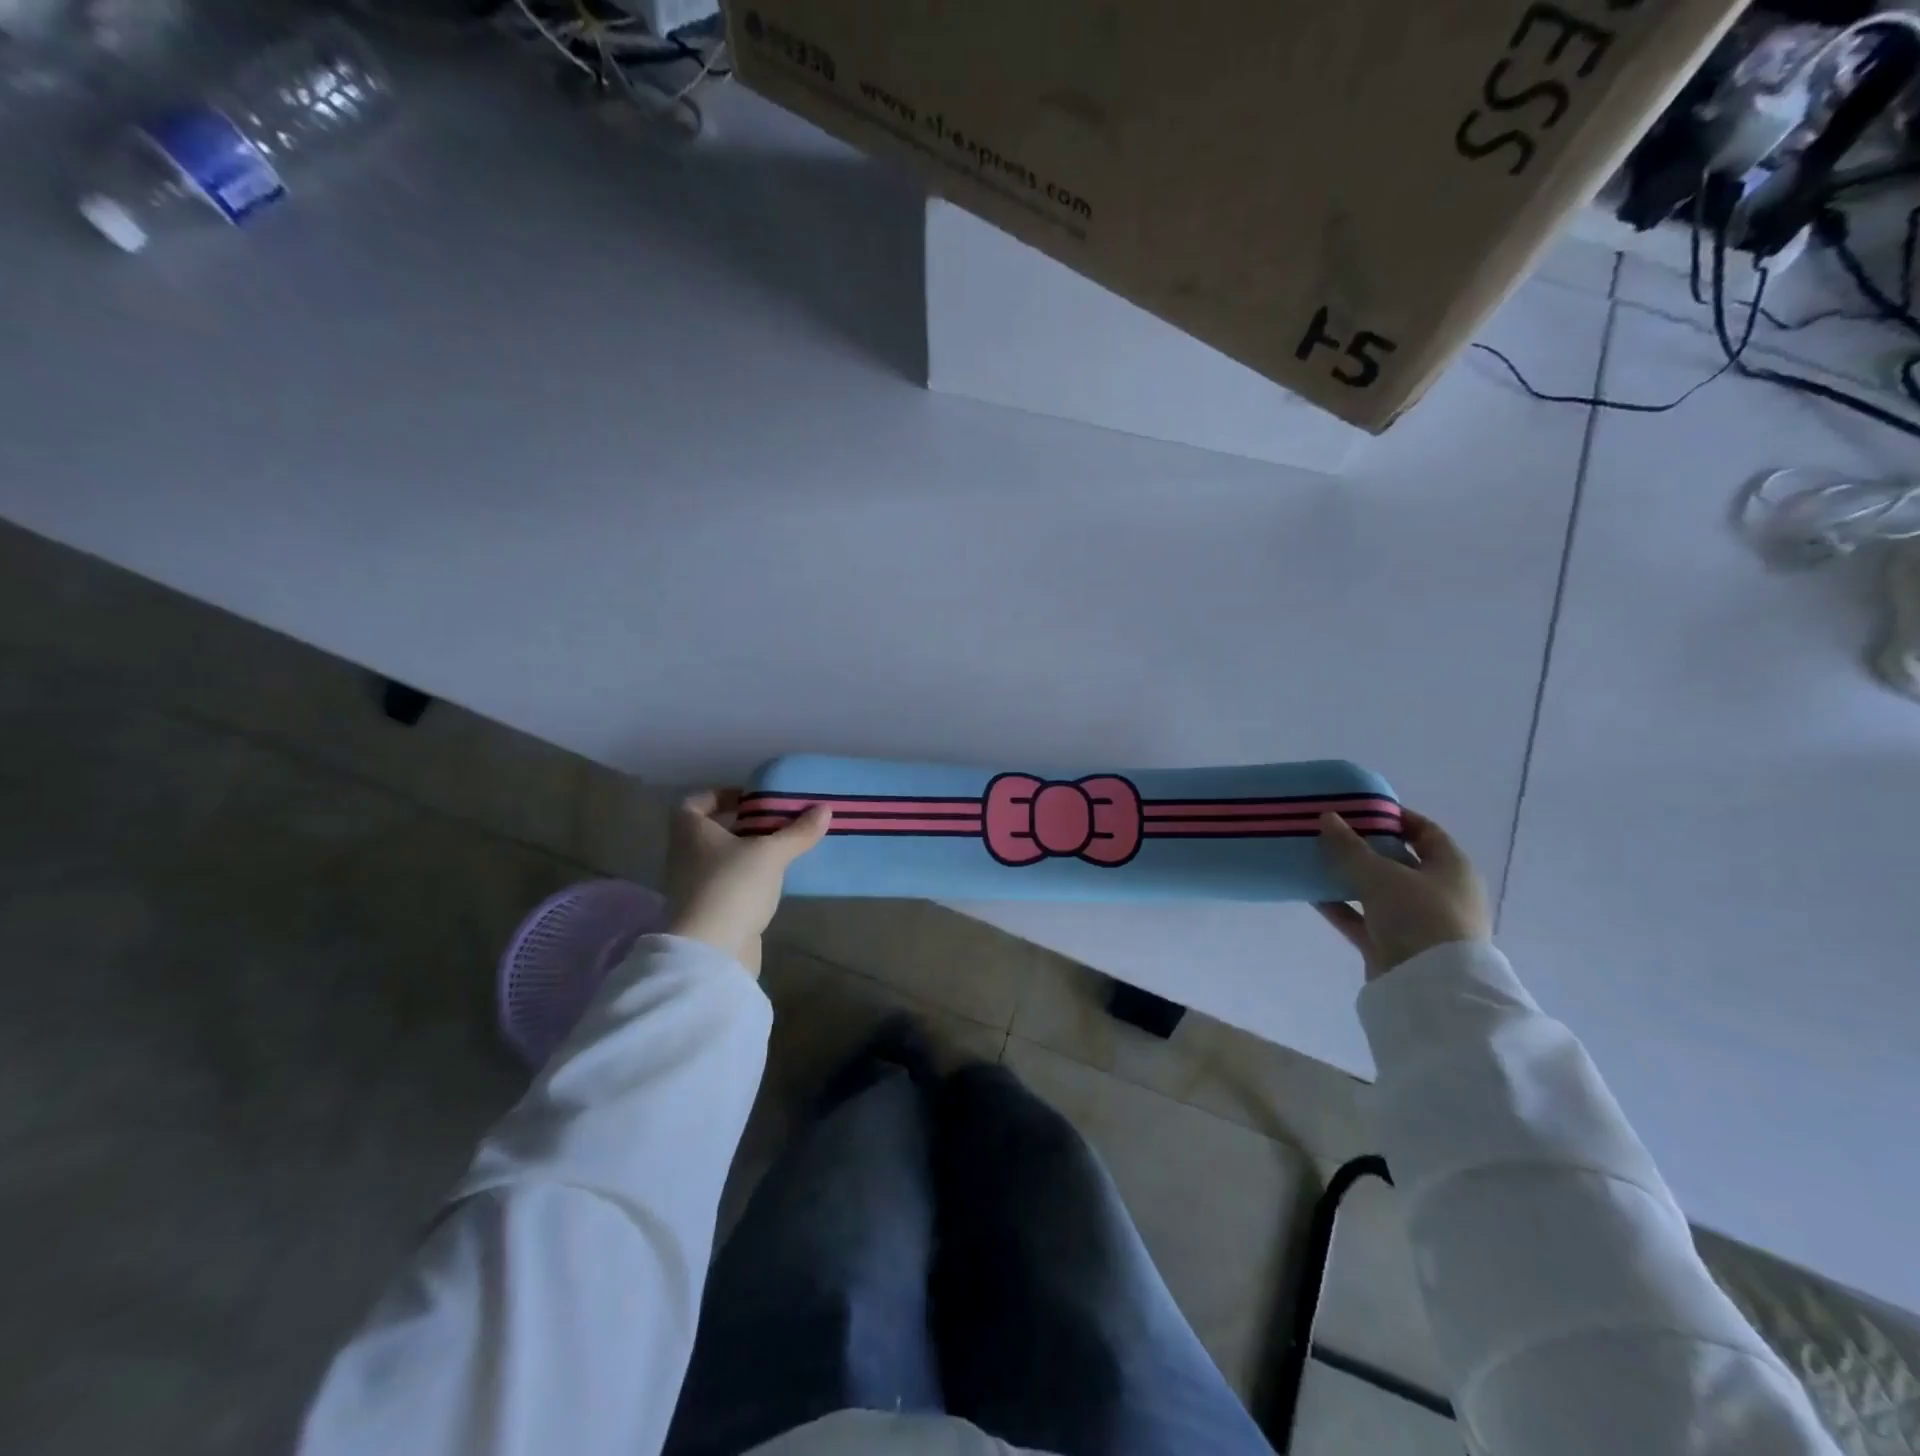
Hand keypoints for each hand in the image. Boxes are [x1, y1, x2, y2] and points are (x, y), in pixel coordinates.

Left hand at [664, 790, 831, 974]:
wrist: (711, 951)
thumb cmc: (733, 886)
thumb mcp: (771, 853)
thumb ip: (798, 832)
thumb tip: (824, 808)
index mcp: (690, 832)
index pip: (693, 803)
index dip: (718, 796)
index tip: (748, 800)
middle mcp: (684, 856)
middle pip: (708, 832)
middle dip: (739, 826)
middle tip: (773, 823)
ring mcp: (691, 888)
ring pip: (718, 861)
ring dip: (744, 855)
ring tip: (779, 852)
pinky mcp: (705, 914)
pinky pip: (725, 887)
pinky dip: (745, 882)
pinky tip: (772, 884)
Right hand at [1315, 808, 1490, 979]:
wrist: (1431, 988)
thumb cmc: (1418, 916)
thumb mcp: (1380, 874)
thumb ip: (1349, 847)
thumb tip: (1327, 817)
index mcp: (1451, 868)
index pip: (1424, 831)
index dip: (1393, 816)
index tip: (1358, 808)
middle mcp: (1439, 892)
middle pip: (1398, 860)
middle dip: (1363, 846)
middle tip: (1329, 832)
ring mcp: (1417, 921)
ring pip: (1377, 890)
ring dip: (1348, 877)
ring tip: (1314, 859)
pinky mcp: (1394, 945)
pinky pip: (1363, 918)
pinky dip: (1340, 906)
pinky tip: (1311, 893)